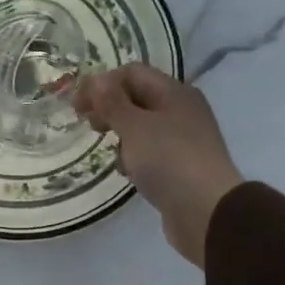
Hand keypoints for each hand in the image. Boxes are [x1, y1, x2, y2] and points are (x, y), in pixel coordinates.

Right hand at [73, 64, 244, 266]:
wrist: (207, 211)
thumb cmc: (169, 161)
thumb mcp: (135, 127)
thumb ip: (112, 103)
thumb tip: (95, 79)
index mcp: (174, 92)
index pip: (131, 73)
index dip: (102, 83)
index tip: (77, 106)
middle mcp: (181, 110)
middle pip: (137, 97)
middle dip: (110, 108)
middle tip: (89, 126)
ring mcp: (183, 139)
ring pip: (142, 126)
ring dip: (121, 133)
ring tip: (108, 150)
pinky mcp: (180, 166)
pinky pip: (151, 151)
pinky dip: (134, 156)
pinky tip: (125, 172)